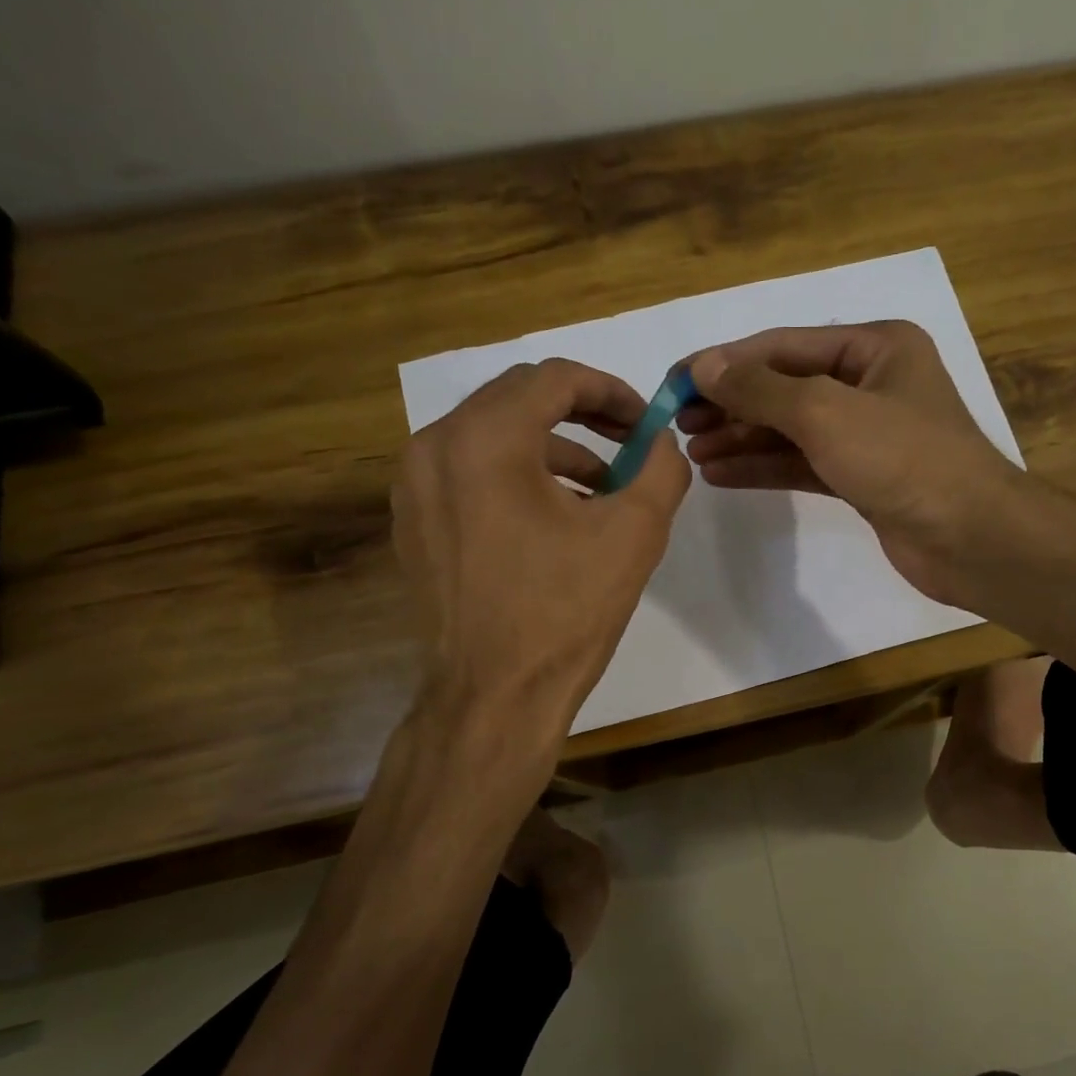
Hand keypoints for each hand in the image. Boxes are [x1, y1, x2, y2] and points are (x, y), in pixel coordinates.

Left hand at [393, 358, 689, 750]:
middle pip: (517, 398)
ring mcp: (414, 487)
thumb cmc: (566, 612)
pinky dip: (516, 475)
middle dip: (582, 412)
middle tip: (629, 441)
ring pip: (491, 435)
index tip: (646, 421)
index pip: (554, 378)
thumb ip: (661, 467)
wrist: (495, 696)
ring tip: (602, 485)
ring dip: (552, 446)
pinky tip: (555, 516)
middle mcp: (435, 447)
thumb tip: (662, 440)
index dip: (610, 390)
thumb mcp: (634, 533)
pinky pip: (469, 472)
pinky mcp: (413, 522)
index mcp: (485, 439)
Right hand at [681, 321, 1021, 604]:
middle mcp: (871, 383)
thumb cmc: (903, 459)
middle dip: (731, 404)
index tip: (675, 381)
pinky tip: (722, 474)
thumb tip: (703, 367)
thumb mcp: (826, 412)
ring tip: (692, 453)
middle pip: (785, 386)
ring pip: (791, 428)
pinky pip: (802, 463)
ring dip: (741, 438)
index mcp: (875, 346)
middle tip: (678, 423)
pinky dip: (764, 467)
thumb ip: (761, 389)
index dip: (726, 362)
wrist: (970, 538)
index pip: (784, 346)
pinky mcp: (862, 477)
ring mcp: (867, 433)